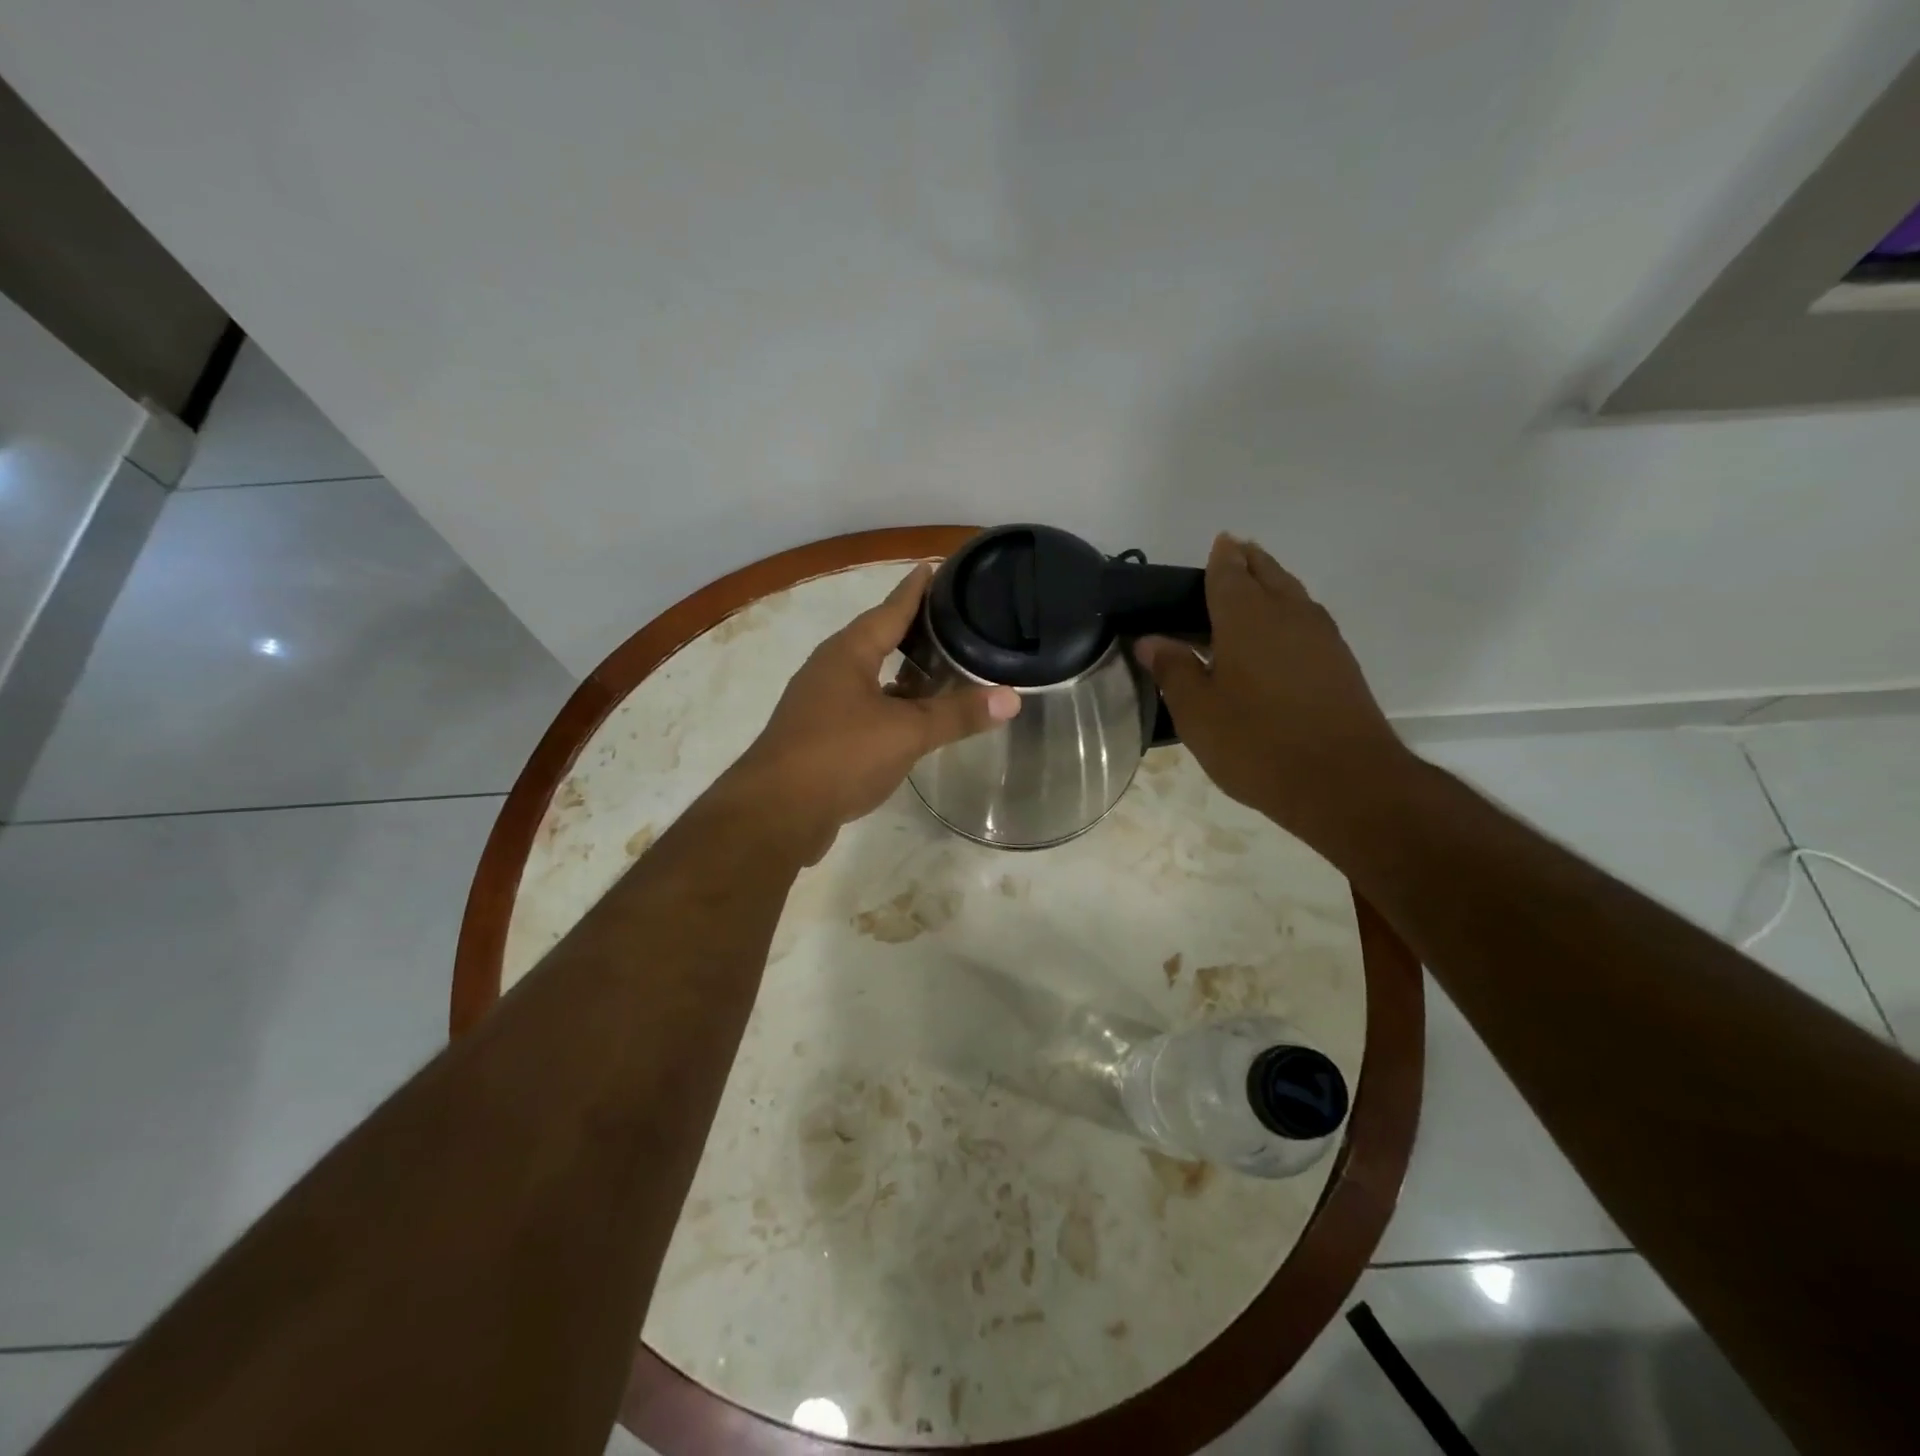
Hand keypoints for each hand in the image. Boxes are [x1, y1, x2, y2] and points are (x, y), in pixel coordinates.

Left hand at [728, 564, 1019, 861]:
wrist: (775, 813)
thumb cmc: (840, 755)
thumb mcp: (906, 732)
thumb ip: (957, 714)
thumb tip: (1012, 697)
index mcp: (847, 654)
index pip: (889, 610)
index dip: (915, 590)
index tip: (934, 568)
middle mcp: (830, 670)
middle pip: (877, 639)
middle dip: (912, 630)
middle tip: (951, 620)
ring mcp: (820, 704)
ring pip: (869, 677)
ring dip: (901, 672)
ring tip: (939, 668)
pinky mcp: (819, 736)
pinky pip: (863, 707)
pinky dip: (890, 706)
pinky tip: (910, 719)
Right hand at [1136, 534, 1409, 843]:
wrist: (1343, 781)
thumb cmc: (1256, 743)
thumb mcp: (1197, 712)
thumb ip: (1173, 670)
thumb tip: (1150, 640)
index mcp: (1246, 618)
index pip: (1229, 573)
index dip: (1221, 557)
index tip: (1218, 543)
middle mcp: (1288, 614)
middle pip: (1268, 573)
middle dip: (1250, 560)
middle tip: (1234, 554)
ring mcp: (1321, 637)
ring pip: (1293, 594)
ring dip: (1274, 582)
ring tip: (1255, 586)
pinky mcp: (1341, 662)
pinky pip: (1309, 619)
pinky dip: (1290, 611)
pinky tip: (1281, 634)